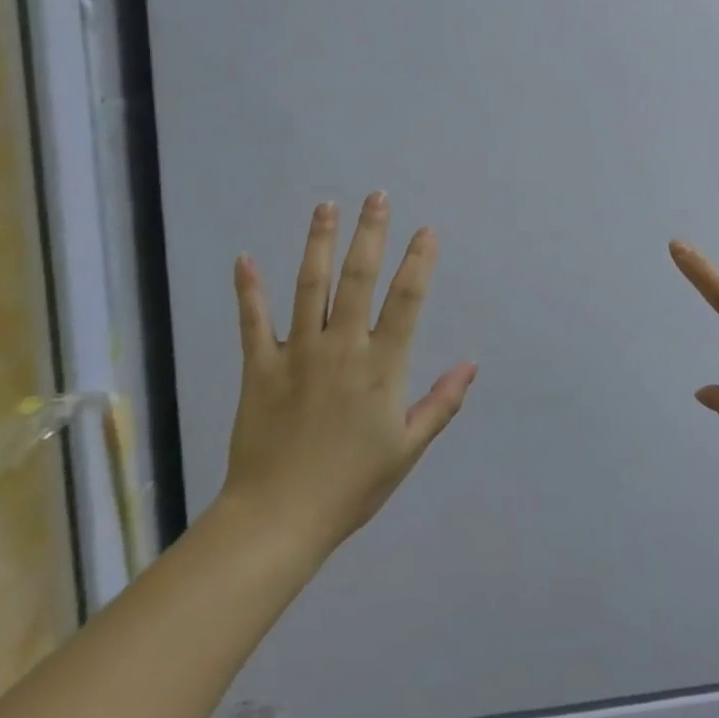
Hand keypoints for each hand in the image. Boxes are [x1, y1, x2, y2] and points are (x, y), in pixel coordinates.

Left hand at [215, 193, 475, 574]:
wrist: (277, 520)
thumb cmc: (352, 485)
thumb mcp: (409, 448)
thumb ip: (442, 402)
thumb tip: (472, 364)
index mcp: (381, 367)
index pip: (407, 300)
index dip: (419, 262)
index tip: (426, 230)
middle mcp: (342, 348)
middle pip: (358, 279)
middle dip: (370, 234)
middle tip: (376, 197)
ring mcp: (297, 354)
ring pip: (309, 287)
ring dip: (318, 243)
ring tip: (326, 206)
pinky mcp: (260, 368)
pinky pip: (253, 322)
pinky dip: (249, 289)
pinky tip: (246, 258)